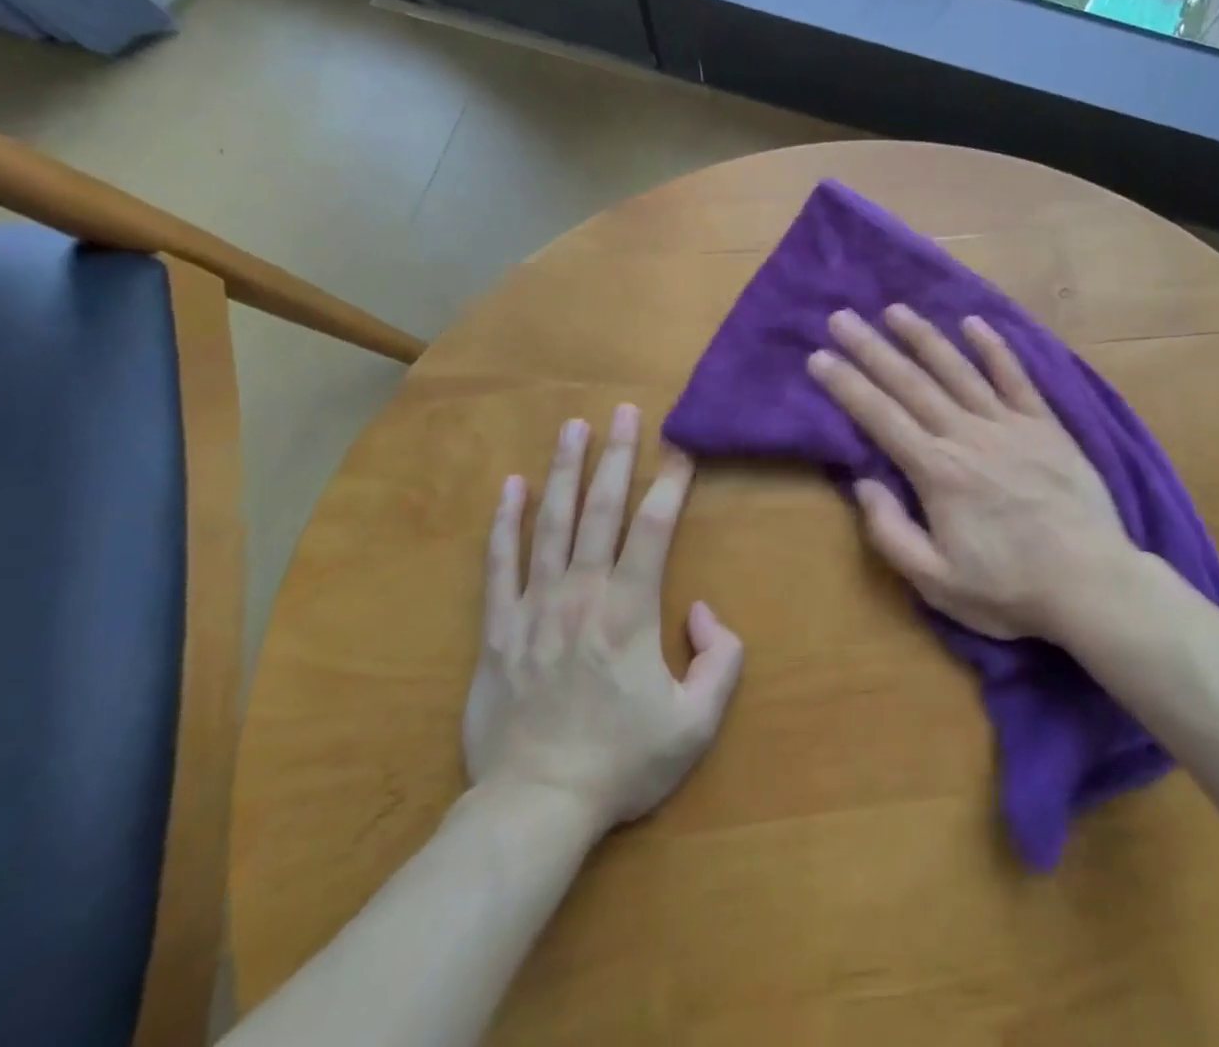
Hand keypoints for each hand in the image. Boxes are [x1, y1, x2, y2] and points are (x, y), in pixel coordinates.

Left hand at [463, 405, 743, 832]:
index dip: (671, 482)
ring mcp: (535, 606)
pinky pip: (499, 563)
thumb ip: (720, 659)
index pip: (655, 527)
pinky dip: (505, 522)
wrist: (536, 806)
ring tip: (571, 426)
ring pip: (550, 523)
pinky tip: (510, 486)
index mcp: (630, 609)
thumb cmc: (622, 762)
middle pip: (601, 509)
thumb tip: (701, 609)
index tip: (681, 447)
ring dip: (563, 470)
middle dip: (616, 455)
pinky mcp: (498, 628)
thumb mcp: (696, 722)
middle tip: (622, 411)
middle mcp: (582, 592)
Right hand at [808, 305, 1139, 641]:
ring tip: (895, 310)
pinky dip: (994, 348)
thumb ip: (891, 532)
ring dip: (923, 337)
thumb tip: (863, 482)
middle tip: (841, 317)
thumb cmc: (1010, 589)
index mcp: (937, 472)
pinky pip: (1015, 376)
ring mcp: (1009, 424)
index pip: (880, 417)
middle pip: (911, 383)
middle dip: (871, 348)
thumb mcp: (936, 582)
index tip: (819, 357)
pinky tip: (973, 322)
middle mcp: (967, 435)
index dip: (846, 385)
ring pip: (957, 370)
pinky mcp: (1045, 424)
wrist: (1093, 584)